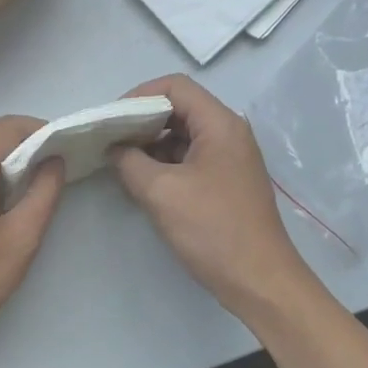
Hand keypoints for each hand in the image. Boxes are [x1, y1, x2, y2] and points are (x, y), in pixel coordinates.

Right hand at [110, 75, 319, 319]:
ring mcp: (229, 158)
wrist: (259, 280)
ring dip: (150, 144)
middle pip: (179, 109)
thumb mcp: (160, 192)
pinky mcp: (225, 181)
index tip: (110, 119)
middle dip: (141, 121)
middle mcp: (228, 133)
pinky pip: (189, 158)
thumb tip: (114, 148)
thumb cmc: (212, 229)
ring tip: (119, 161)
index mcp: (220, 124)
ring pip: (182, 135)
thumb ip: (129, 162)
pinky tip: (140, 181)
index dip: (138, 96)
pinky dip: (163, 163)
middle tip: (108, 139)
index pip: (175, 87)